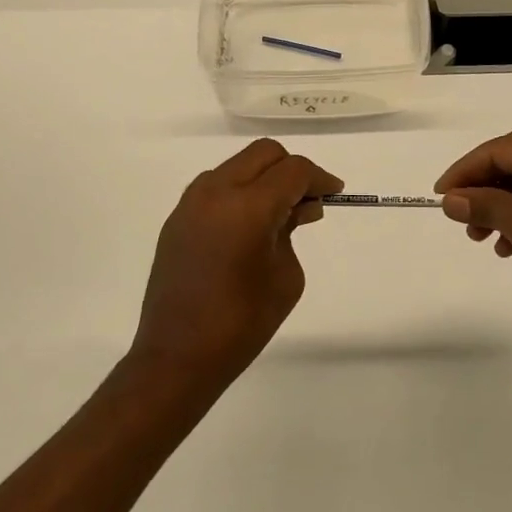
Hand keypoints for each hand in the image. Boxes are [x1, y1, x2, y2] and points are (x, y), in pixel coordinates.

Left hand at [130, 139, 341, 382]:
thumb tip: (297, 209)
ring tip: (280, 214)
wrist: (177, 357)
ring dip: (263, 178)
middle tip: (309, 200)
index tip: (334, 193)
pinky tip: (250, 224)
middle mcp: (216, 192)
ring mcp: (191, 203)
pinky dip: (240, 192)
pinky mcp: (177, 218)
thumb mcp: (285, 276)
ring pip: (238, 166)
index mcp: (248, 206)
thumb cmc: (242, 323)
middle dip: (291, 170)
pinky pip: (216, 187)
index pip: (292, 171)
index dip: (319, 178)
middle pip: (264, 154)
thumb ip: (292, 230)